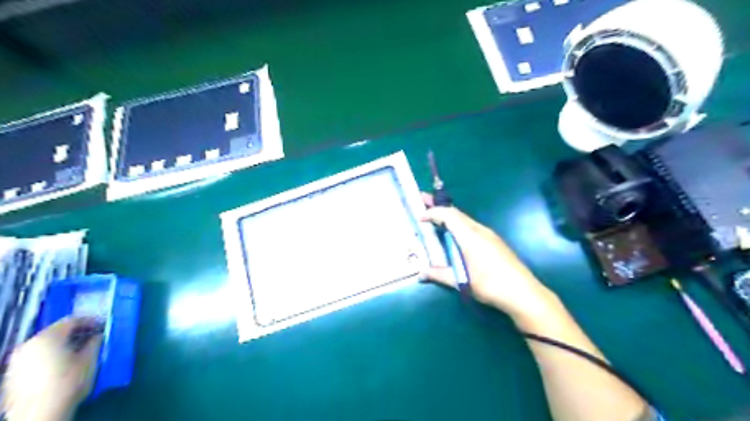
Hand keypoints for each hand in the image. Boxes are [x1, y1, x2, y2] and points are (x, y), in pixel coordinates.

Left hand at [2, 319, 101, 420]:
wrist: (38, 414)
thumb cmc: (68, 383)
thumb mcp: (90, 360)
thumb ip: (95, 343)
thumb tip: (98, 335)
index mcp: (48, 337)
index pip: (72, 320)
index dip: (91, 320)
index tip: (104, 325)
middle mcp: (28, 344)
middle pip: (56, 331)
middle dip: (76, 332)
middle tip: (93, 336)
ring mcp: (17, 360)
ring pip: (45, 344)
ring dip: (63, 344)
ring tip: (79, 351)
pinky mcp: (13, 374)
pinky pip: (36, 356)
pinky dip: (51, 355)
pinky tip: (63, 364)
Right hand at [422, 192, 555, 318]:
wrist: (523, 293)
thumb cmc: (490, 285)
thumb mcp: (462, 281)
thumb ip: (440, 274)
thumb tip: (421, 273)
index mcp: (470, 236)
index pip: (448, 215)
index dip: (432, 212)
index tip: (419, 216)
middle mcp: (479, 230)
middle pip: (456, 212)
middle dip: (438, 206)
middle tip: (423, 199)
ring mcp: (489, 235)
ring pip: (465, 219)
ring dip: (449, 215)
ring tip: (436, 215)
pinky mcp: (494, 241)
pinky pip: (471, 226)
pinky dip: (458, 224)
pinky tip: (455, 234)